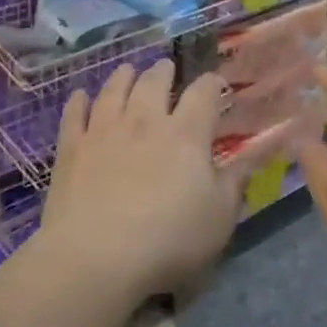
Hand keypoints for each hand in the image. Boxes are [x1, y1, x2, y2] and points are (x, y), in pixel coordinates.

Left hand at [41, 61, 240, 302]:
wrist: (96, 258)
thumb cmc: (168, 240)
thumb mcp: (219, 217)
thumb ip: (236, 180)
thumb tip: (256, 152)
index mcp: (186, 134)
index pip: (203, 93)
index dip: (211, 84)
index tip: (216, 84)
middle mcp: (145, 121)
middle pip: (154, 82)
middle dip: (164, 71)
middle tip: (167, 68)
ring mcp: (104, 131)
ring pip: (114, 90)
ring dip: (123, 76)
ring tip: (128, 70)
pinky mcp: (71, 148)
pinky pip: (75, 114)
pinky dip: (79, 101)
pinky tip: (80, 96)